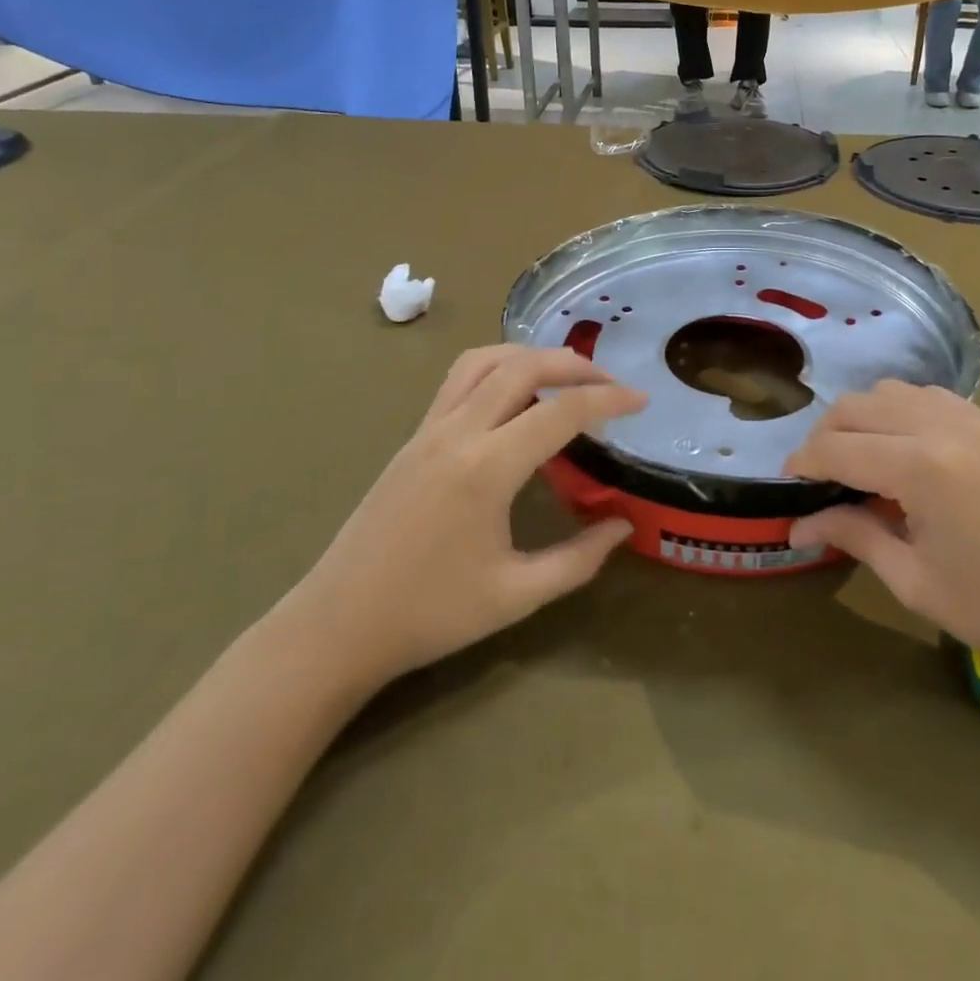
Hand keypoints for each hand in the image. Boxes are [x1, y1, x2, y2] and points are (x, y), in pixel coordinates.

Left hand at [285, 345, 645, 687]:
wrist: (337, 624)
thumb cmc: (430, 614)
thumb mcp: (516, 595)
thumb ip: (579, 559)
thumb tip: (624, 526)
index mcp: (487, 468)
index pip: (561, 411)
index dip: (609, 399)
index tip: (642, 400)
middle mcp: (457, 432)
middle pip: (523, 366)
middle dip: (575, 365)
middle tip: (611, 385)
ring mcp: (428, 429)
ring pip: (485, 361)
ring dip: (532, 356)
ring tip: (566, 377)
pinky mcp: (413, 437)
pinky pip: (460, 379)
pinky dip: (498, 368)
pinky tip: (515, 396)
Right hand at [783, 382, 979, 702]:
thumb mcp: (916, 581)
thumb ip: (853, 536)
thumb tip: (798, 525)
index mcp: (922, 467)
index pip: (836, 448)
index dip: (801, 465)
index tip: (786, 488)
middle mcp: (945, 426)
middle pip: (857, 406)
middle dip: (825, 436)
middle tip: (820, 479)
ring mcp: (977, 419)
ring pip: (894, 392)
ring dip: (864, 419)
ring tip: (862, 463)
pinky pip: (932, 399)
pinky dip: (903, 414)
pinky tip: (908, 455)